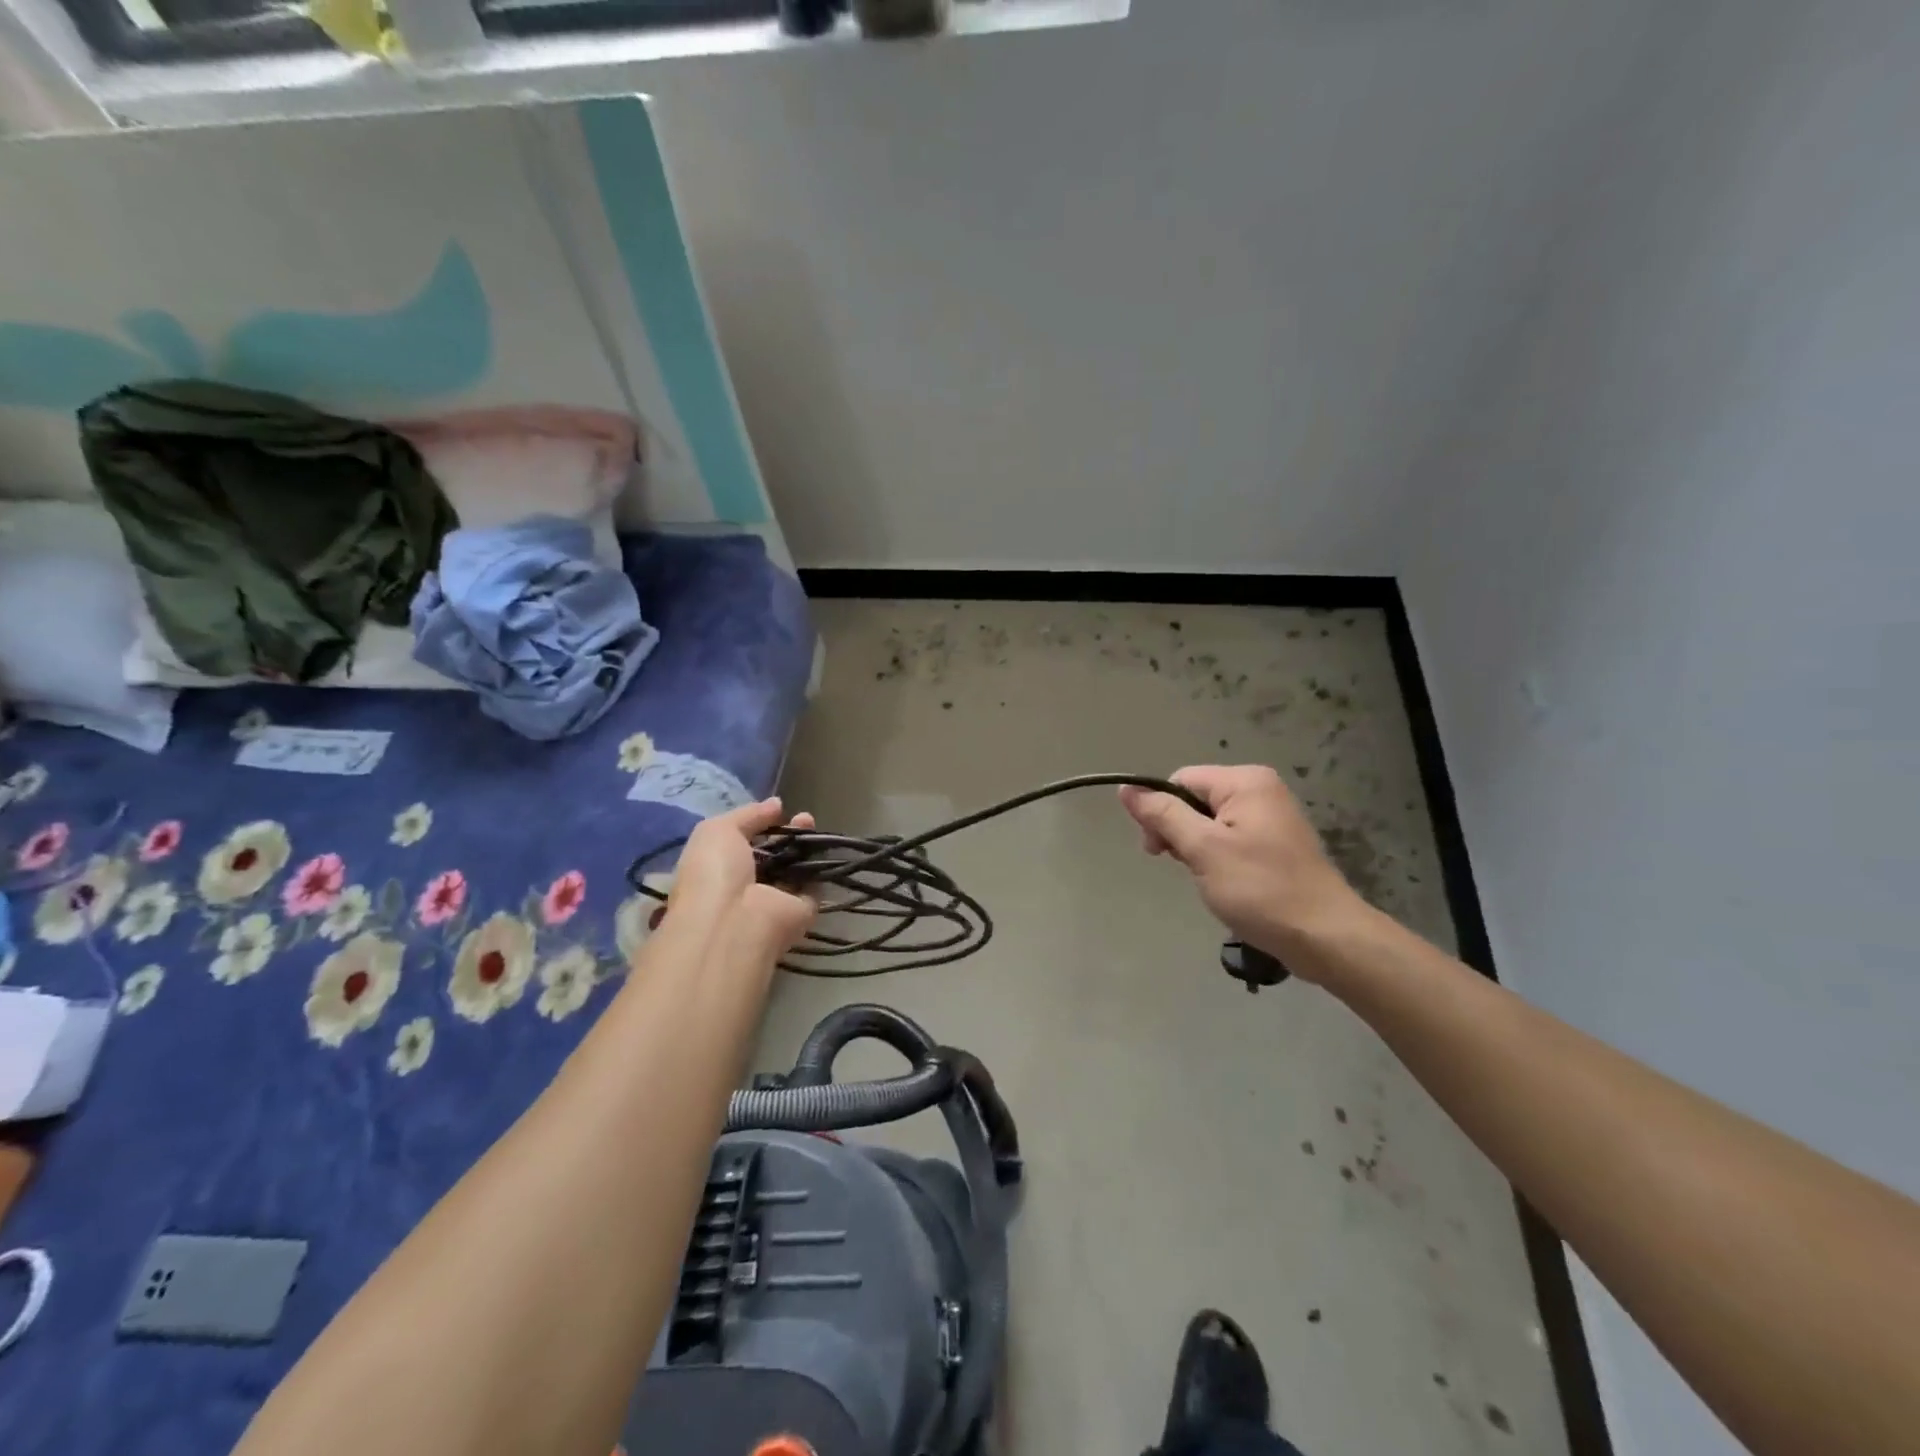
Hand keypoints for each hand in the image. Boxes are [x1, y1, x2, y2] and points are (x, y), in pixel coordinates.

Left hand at [667, 798, 818, 957]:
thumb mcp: (718, 830)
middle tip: (804, 818)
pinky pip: (813, 887)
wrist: (735, 922)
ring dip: (805, 846)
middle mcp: (745, 887)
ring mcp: (773, 902)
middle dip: (787, 834)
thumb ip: (748, 815)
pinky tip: (824, 846)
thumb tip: (776, 804)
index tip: (778, 811)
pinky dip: (820, 868)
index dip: (760, 826)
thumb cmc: (714, 873)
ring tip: (812, 823)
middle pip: (772, 856)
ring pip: (794, 869)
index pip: (742, 845)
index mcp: (717, 870)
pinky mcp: (799, 913)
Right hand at [1118, 765, 1364, 973]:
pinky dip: (1218, 859)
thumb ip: (1163, 815)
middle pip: (1195, 799)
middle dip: (1179, 832)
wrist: (1324, 937)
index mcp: (1245, 781)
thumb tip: (1127, 789)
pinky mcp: (1277, 844)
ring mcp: (1272, 818)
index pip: (1181, 780)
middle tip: (1185, 868)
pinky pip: (1231, 840)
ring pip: (1210, 823)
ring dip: (1198, 850)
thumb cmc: (1260, 889)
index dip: (1161, 811)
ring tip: (1209, 880)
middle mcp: (1261, 790)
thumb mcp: (1202, 849)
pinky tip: (1224, 884)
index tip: (1157, 851)